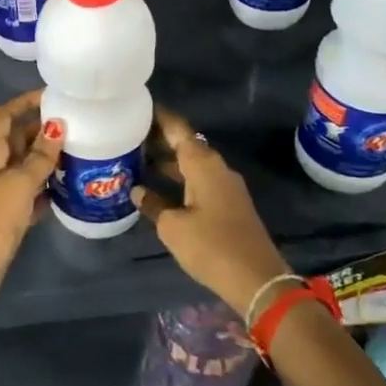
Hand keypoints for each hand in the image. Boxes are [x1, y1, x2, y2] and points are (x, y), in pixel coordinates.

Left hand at [0, 90, 64, 317]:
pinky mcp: (6, 211)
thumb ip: (40, 156)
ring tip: (78, 152)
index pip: (4, 115)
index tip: (52, 96)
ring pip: (24, 164)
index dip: (24, 102)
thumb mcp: (20, 183)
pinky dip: (44, 185)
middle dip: (42, 130)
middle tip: (76, 125)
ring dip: (46, 158)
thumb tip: (57, 126)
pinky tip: (68, 186)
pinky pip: (28, 189)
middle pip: (16, 137)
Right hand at [133, 107, 291, 318]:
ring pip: (192, 164)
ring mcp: (225, 187)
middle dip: (158, 139)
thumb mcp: (173, 227)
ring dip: (167, 161)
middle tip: (127, 136)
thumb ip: (153, 204)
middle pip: (185, 144)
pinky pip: (199, 180)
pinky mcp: (229, 204)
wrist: (257, 279)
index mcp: (203, 164)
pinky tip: (158, 188)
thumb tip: (138, 191)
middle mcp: (216, 168)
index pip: (178, 129)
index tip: (137, 106)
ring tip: (136, 160)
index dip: (158, 117)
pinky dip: (178, 178)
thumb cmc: (211, 246)